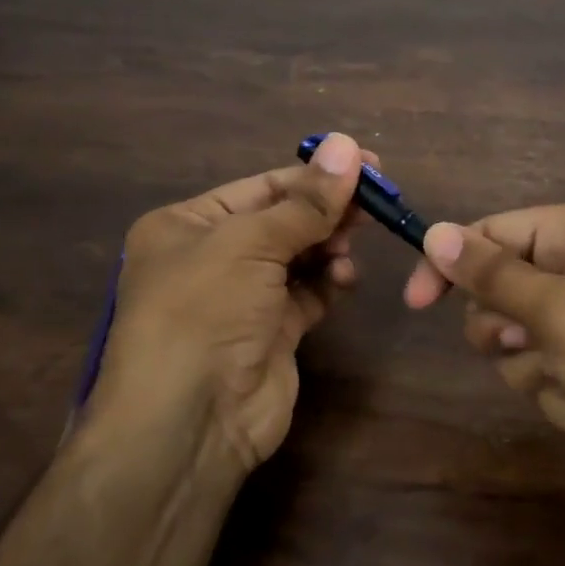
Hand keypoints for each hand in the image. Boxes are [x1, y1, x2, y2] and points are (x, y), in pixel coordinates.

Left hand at [86, 133, 369, 481]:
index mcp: (188, 226)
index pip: (260, 188)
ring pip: (299, 257)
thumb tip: (348, 145)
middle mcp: (212, 258)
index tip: (366, 162)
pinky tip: (344, 279)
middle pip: (282, 220)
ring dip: (328, 246)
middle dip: (326, 210)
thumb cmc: (205, 310)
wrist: (191, 420)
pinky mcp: (272, 333)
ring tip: (351, 243)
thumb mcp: (250, 243)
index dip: (313, 175)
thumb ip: (305, 202)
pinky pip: (308, 294)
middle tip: (376, 199)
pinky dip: (329, 283)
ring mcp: (243, 298)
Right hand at [403, 195, 564, 493]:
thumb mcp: (559, 313)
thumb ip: (491, 274)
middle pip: (502, 288)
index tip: (415, 304)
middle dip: (510, 330)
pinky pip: (546, 367)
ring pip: (518, 336)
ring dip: (536, 369)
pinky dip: (560, 391)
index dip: (452, 266)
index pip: (495, 232)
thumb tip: (433, 232)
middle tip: (533, 346)